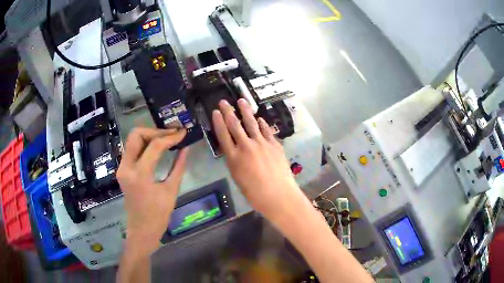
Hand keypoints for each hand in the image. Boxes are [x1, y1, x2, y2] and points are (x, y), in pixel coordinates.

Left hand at [117, 128, 187, 257]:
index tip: (183, 132)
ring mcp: (122, 168)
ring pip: (132, 140)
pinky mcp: (122, 170)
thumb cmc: (158, 215)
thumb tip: (186, 148)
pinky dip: (144, 145)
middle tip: (171, 134)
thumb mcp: (171, 190)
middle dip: (155, 131)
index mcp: (140, 175)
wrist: (141, 230)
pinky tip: (156, 148)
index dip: (170, 137)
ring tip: (166, 139)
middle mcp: (126, 167)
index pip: (155, 146)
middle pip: (137, 135)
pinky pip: (132, 149)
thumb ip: (178, 166)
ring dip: (149, 136)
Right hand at [212, 99, 303, 220]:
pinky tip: (260, 119)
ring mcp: (262, 144)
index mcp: (234, 158)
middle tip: (224, 101)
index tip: (216, 111)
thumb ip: (235, 161)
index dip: (218, 122)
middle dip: (228, 111)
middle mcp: (246, 147)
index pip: (223, 135)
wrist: (278, 195)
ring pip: (252, 123)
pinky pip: (266, 131)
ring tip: (242, 101)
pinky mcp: (274, 145)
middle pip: (235, 125)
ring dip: (246, 111)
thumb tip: (236, 150)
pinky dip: (262, 124)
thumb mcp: (238, 177)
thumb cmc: (254, 193)